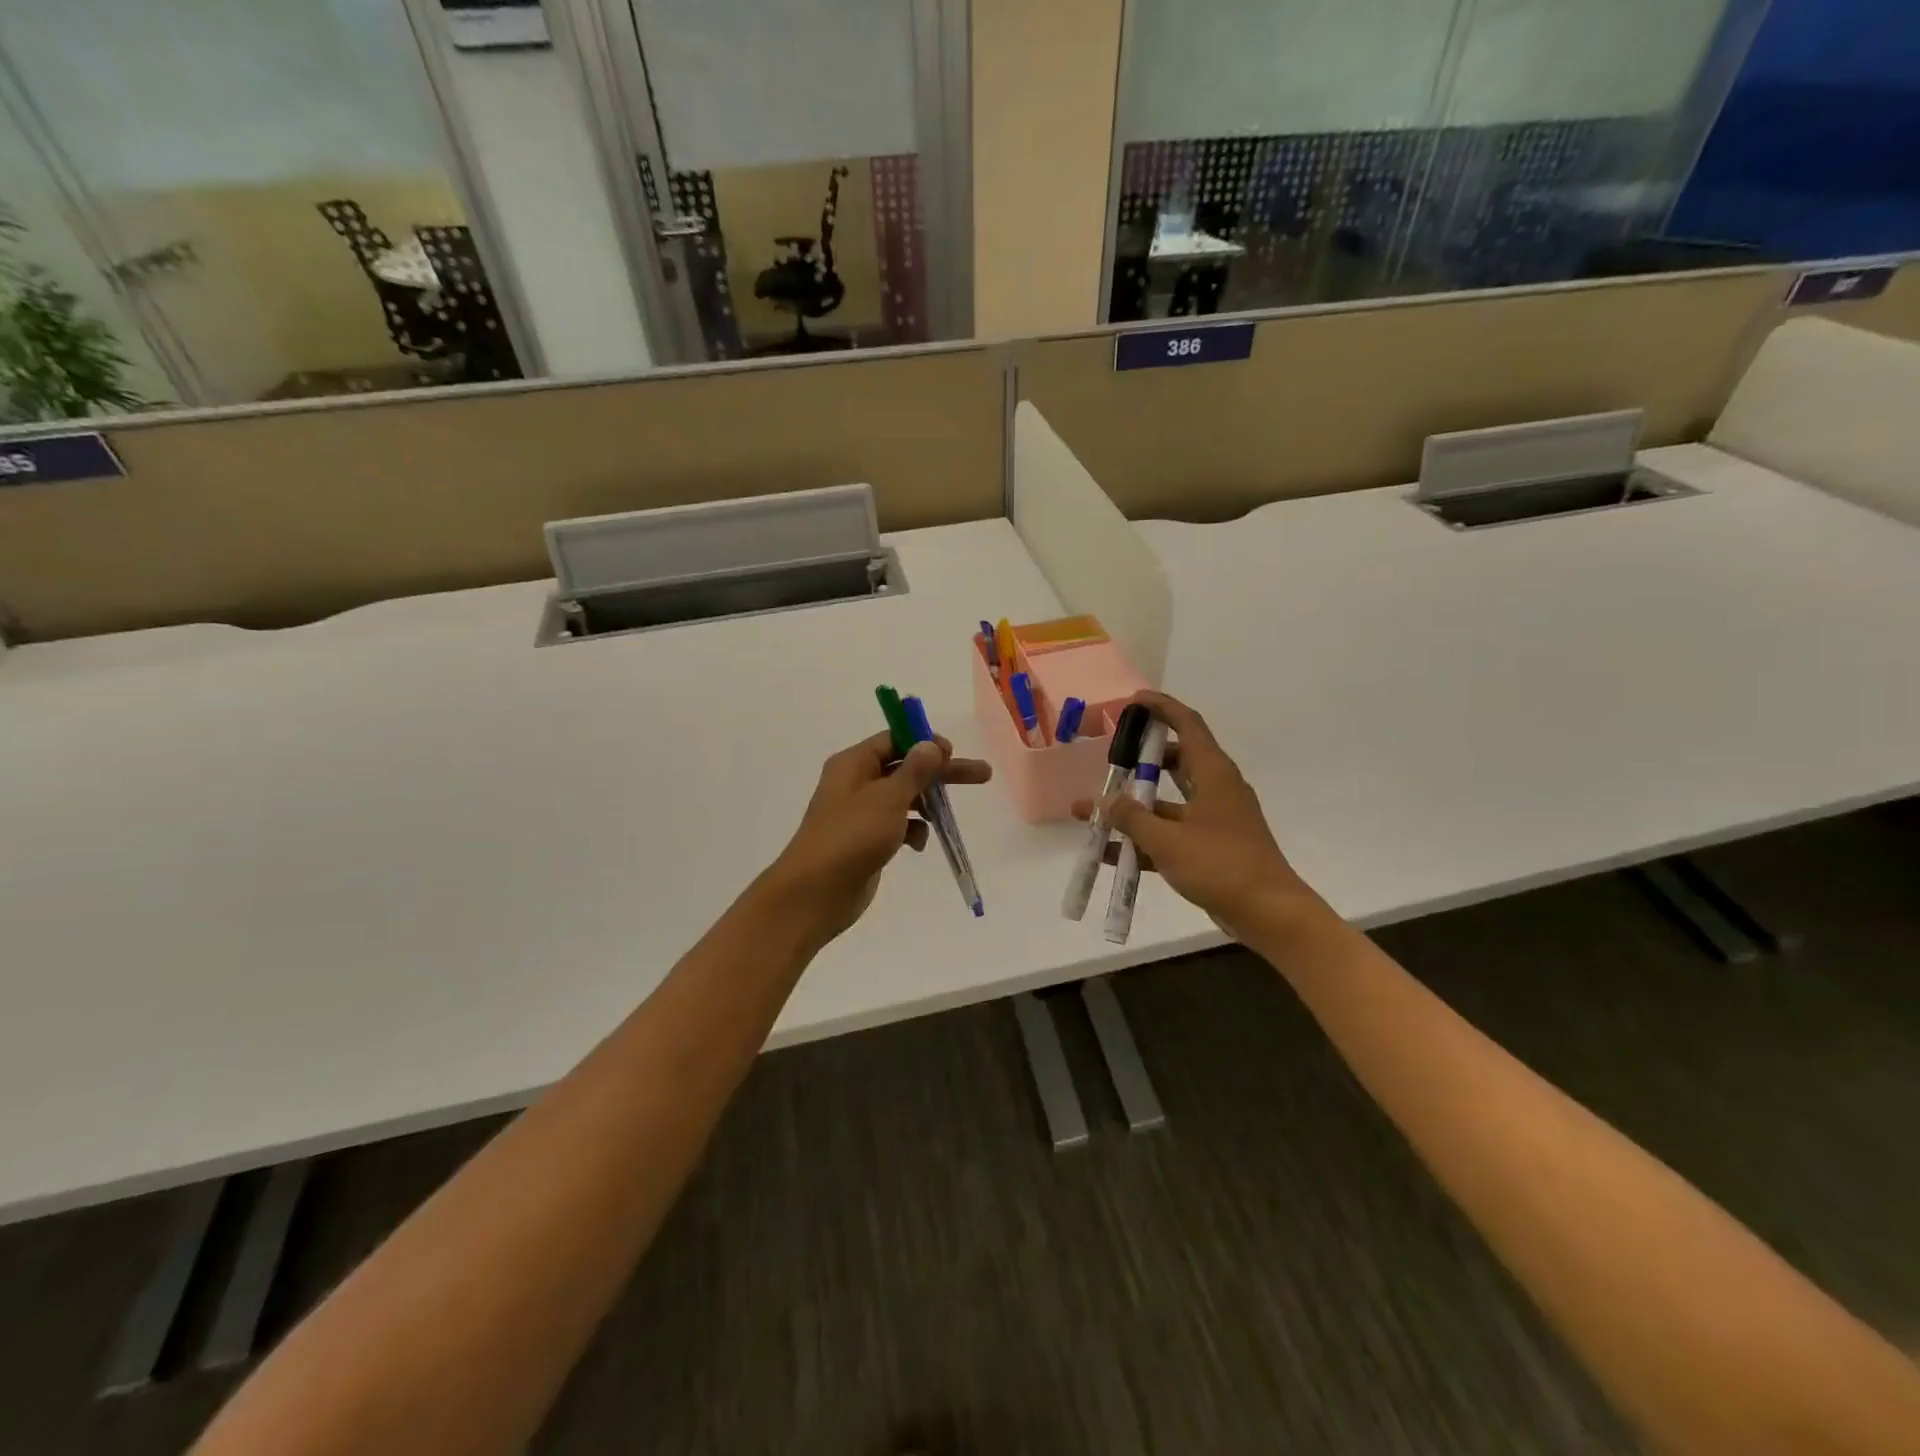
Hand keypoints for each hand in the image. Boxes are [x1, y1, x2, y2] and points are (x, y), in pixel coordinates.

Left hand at [763, 730, 991, 944]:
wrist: (816, 893)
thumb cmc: (852, 836)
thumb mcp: (888, 798)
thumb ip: (914, 770)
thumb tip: (931, 744)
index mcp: (854, 764)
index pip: (893, 740)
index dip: (924, 742)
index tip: (952, 752)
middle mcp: (856, 783)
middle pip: (906, 768)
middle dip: (941, 773)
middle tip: (981, 775)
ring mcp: (861, 813)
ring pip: (903, 798)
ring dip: (926, 804)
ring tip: (945, 817)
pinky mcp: (867, 840)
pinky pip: (897, 825)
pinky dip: (912, 831)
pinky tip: (918, 845)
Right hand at [1074, 691, 1316, 939]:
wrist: (1268, 913)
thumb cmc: (1220, 865)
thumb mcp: (1168, 840)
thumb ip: (1131, 818)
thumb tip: (1103, 801)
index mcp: (1213, 774)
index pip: (1188, 725)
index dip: (1162, 708)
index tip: (1133, 701)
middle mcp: (1216, 789)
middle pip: (1177, 760)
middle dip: (1142, 758)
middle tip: (1111, 756)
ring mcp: (1214, 820)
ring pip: (1168, 801)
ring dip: (1134, 806)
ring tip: (1094, 810)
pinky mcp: (1210, 848)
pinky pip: (1171, 833)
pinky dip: (1144, 839)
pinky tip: (1110, 854)